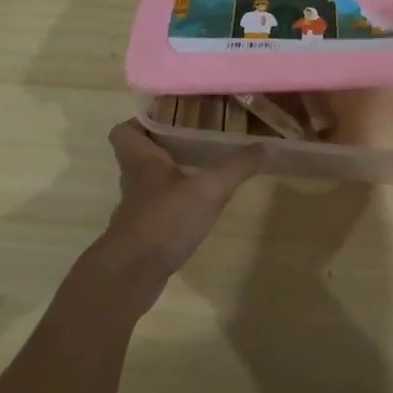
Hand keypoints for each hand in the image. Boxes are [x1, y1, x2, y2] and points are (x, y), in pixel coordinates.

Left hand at [94, 120, 265, 308]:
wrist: (131, 276)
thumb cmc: (164, 220)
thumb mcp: (208, 189)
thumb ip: (237, 167)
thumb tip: (268, 146)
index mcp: (141, 160)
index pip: (124, 131)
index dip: (141, 121)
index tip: (168, 116)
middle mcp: (134, 180)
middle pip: (139, 154)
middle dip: (164, 145)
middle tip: (196, 138)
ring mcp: (136, 209)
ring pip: (148, 181)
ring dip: (170, 174)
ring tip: (202, 168)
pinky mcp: (142, 233)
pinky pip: (156, 208)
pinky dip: (173, 203)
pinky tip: (196, 207)